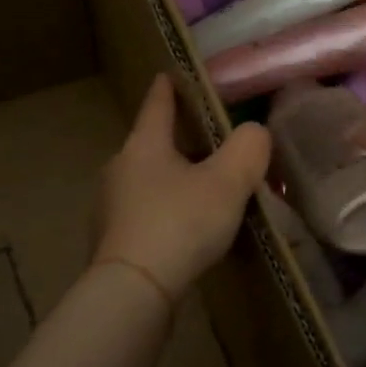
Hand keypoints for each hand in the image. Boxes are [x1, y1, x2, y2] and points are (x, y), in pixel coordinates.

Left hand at [94, 75, 271, 304]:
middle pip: (151, 145)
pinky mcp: (112, 243)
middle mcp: (119, 170)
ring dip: (171, 180)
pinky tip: (183, 231)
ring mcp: (110, 208)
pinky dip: (164, 213)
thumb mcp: (226, 183)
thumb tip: (255, 133)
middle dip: (176, 141)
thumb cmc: (179, 224)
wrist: (133, 292)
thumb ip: (248, 150)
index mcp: (144, 146)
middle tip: (206, 141)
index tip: (168, 74)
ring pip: (147, 182)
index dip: (167, 88)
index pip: (157, 105)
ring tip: (201, 190)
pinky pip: (144, 215)